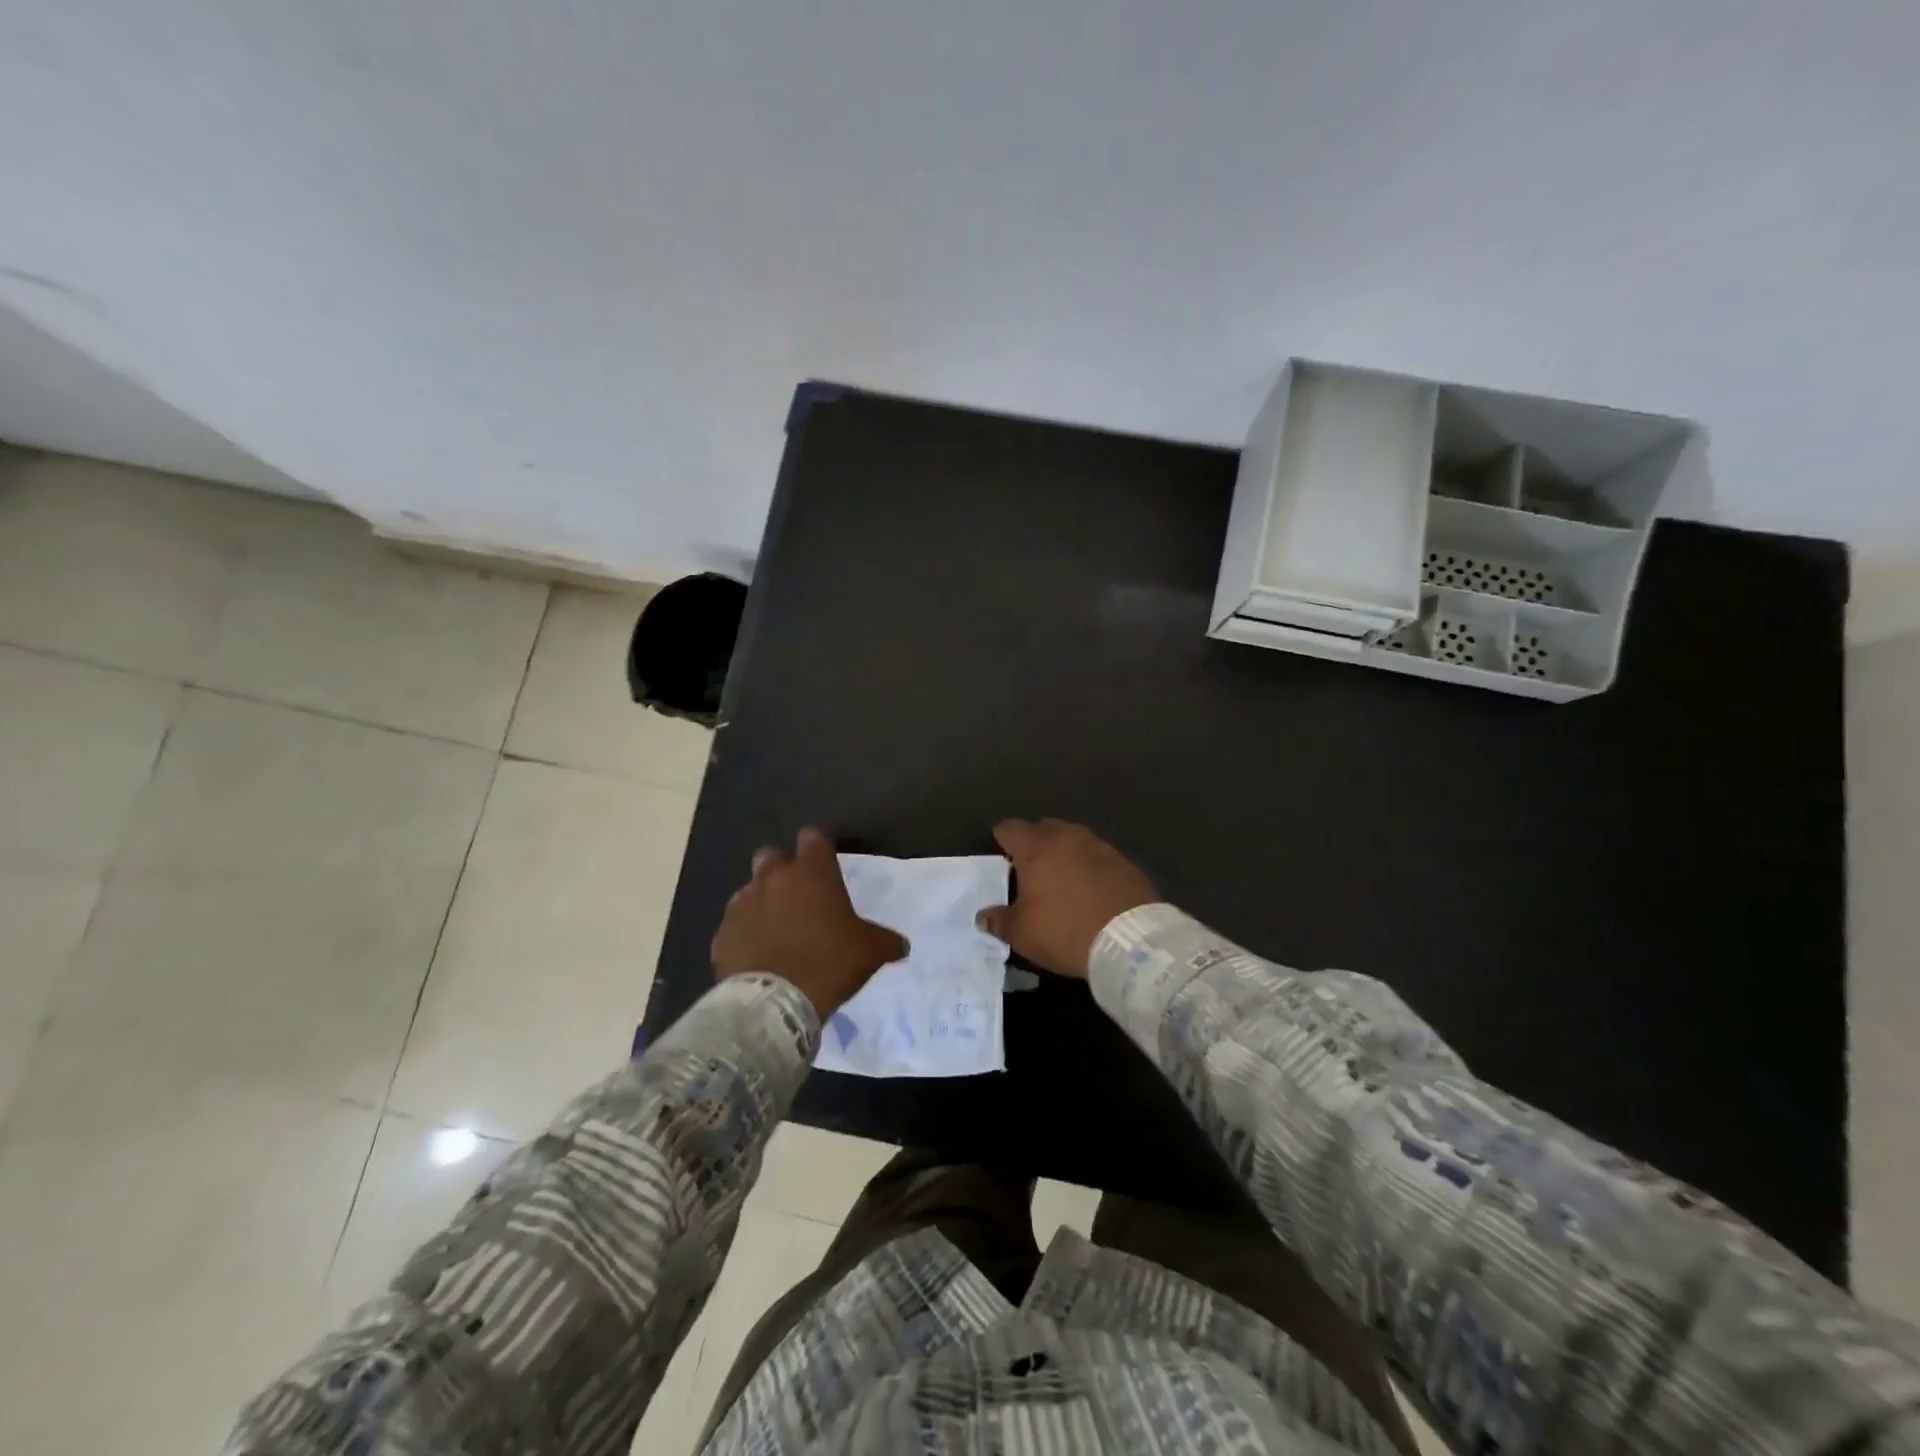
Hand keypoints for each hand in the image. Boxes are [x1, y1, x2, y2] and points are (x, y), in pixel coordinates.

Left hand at [711, 828, 907, 1017]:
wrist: (775, 1003)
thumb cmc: (829, 963)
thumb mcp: (870, 952)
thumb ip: (885, 941)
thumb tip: (901, 945)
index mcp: (812, 873)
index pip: (813, 838)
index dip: (818, 848)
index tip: (825, 863)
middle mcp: (773, 878)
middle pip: (772, 855)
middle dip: (782, 868)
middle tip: (797, 894)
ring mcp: (742, 904)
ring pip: (749, 889)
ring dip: (762, 901)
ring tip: (775, 928)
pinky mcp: (722, 934)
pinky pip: (734, 924)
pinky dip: (744, 933)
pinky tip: (756, 954)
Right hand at [975, 819, 1157, 978]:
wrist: (1130, 940)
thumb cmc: (1064, 930)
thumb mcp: (1022, 933)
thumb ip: (998, 920)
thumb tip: (983, 916)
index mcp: (1036, 847)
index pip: (1010, 828)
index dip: (1002, 838)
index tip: (1000, 853)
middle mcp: (1066, 837)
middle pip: (1044, 827)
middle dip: (1034, 842)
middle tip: (1030, 867)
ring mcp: (1099, 846)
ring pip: (1073, 839)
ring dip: (1064, 852)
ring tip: (1061, 876)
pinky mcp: (1124, 862)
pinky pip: (1097, 856)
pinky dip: (1089, 866)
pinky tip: (1090, 888)